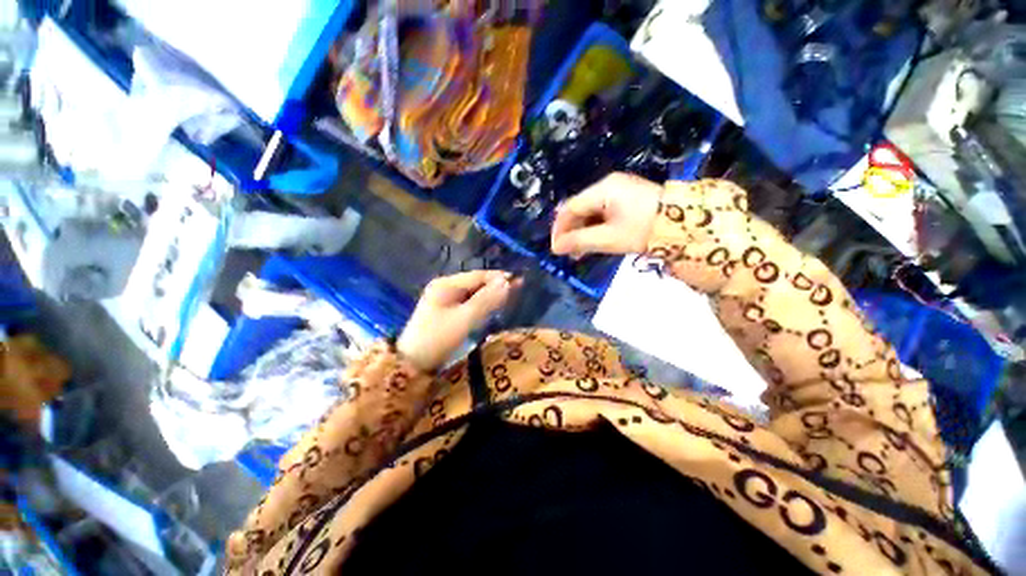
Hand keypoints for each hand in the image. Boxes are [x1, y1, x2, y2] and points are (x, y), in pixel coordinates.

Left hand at [397, 270, 519, 371]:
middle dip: (495, 286)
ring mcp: (443, 299)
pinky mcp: (445, 311)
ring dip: (489, 296)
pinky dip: (480, 305)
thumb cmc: (438, 338)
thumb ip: (486, 300)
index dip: (499, 278)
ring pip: (472, 293)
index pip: (478, 276)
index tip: (519, 281)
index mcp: (446, 284)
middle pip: (475, 283)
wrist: (411, 364)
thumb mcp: (465, 319)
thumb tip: (507, 282)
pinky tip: (491, 308)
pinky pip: (467, 303)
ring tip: (508, 299)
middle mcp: (444, 287)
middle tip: (517, 291)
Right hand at [551, 173, 662, 256]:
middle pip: (580, 208)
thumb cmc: (644, 230)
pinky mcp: (627, 198)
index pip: (571, 207)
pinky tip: (593, 242)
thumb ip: (579, 241)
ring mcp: (619, 190)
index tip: (555, 248)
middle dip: (571, 231)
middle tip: (568, 253)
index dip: (560, 228)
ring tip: (579, 252)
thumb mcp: (609, 238)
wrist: (685, 225)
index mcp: (604, 189)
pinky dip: (595, 228)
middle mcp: (608, 185)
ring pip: (591, 212)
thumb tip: (555, 248)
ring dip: (583, 231)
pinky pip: (603, 212)